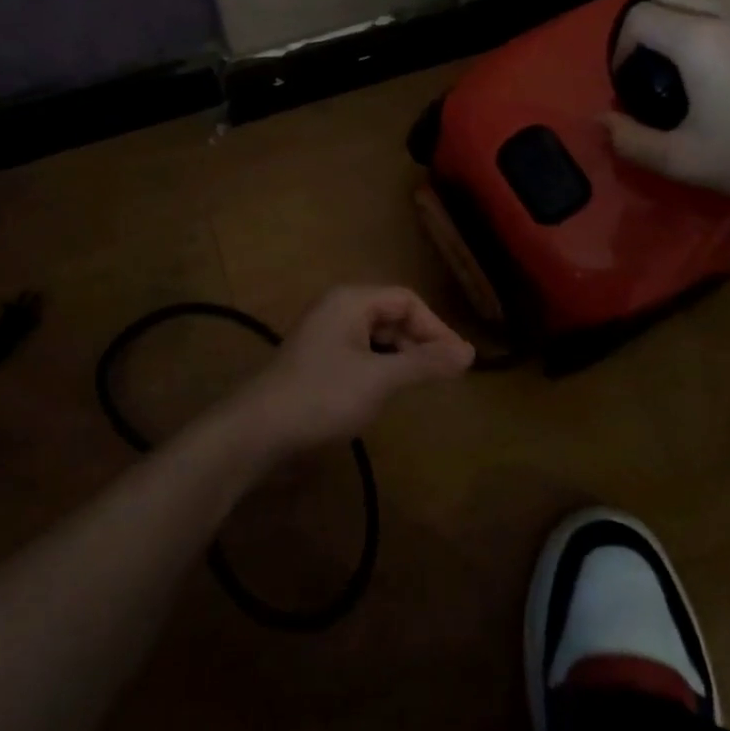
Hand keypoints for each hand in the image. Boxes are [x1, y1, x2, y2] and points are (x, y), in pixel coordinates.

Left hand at [231, 287, 473, 452]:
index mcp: (351, 300)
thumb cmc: (323, 396)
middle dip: (420, 342)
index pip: (407, 300)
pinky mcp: (318, 360)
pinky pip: (360, 353)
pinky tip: (388, 391)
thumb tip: (470, 353)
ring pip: (377, 336)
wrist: (259, 430)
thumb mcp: (380, 379)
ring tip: (422, 384)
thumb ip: (425, 363)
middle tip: (447, 375)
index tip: (459, 361)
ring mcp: (325, 334)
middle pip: (392, 315)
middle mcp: (338, 308)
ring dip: (402, 356)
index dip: (436, 327)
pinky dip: (381, 367)